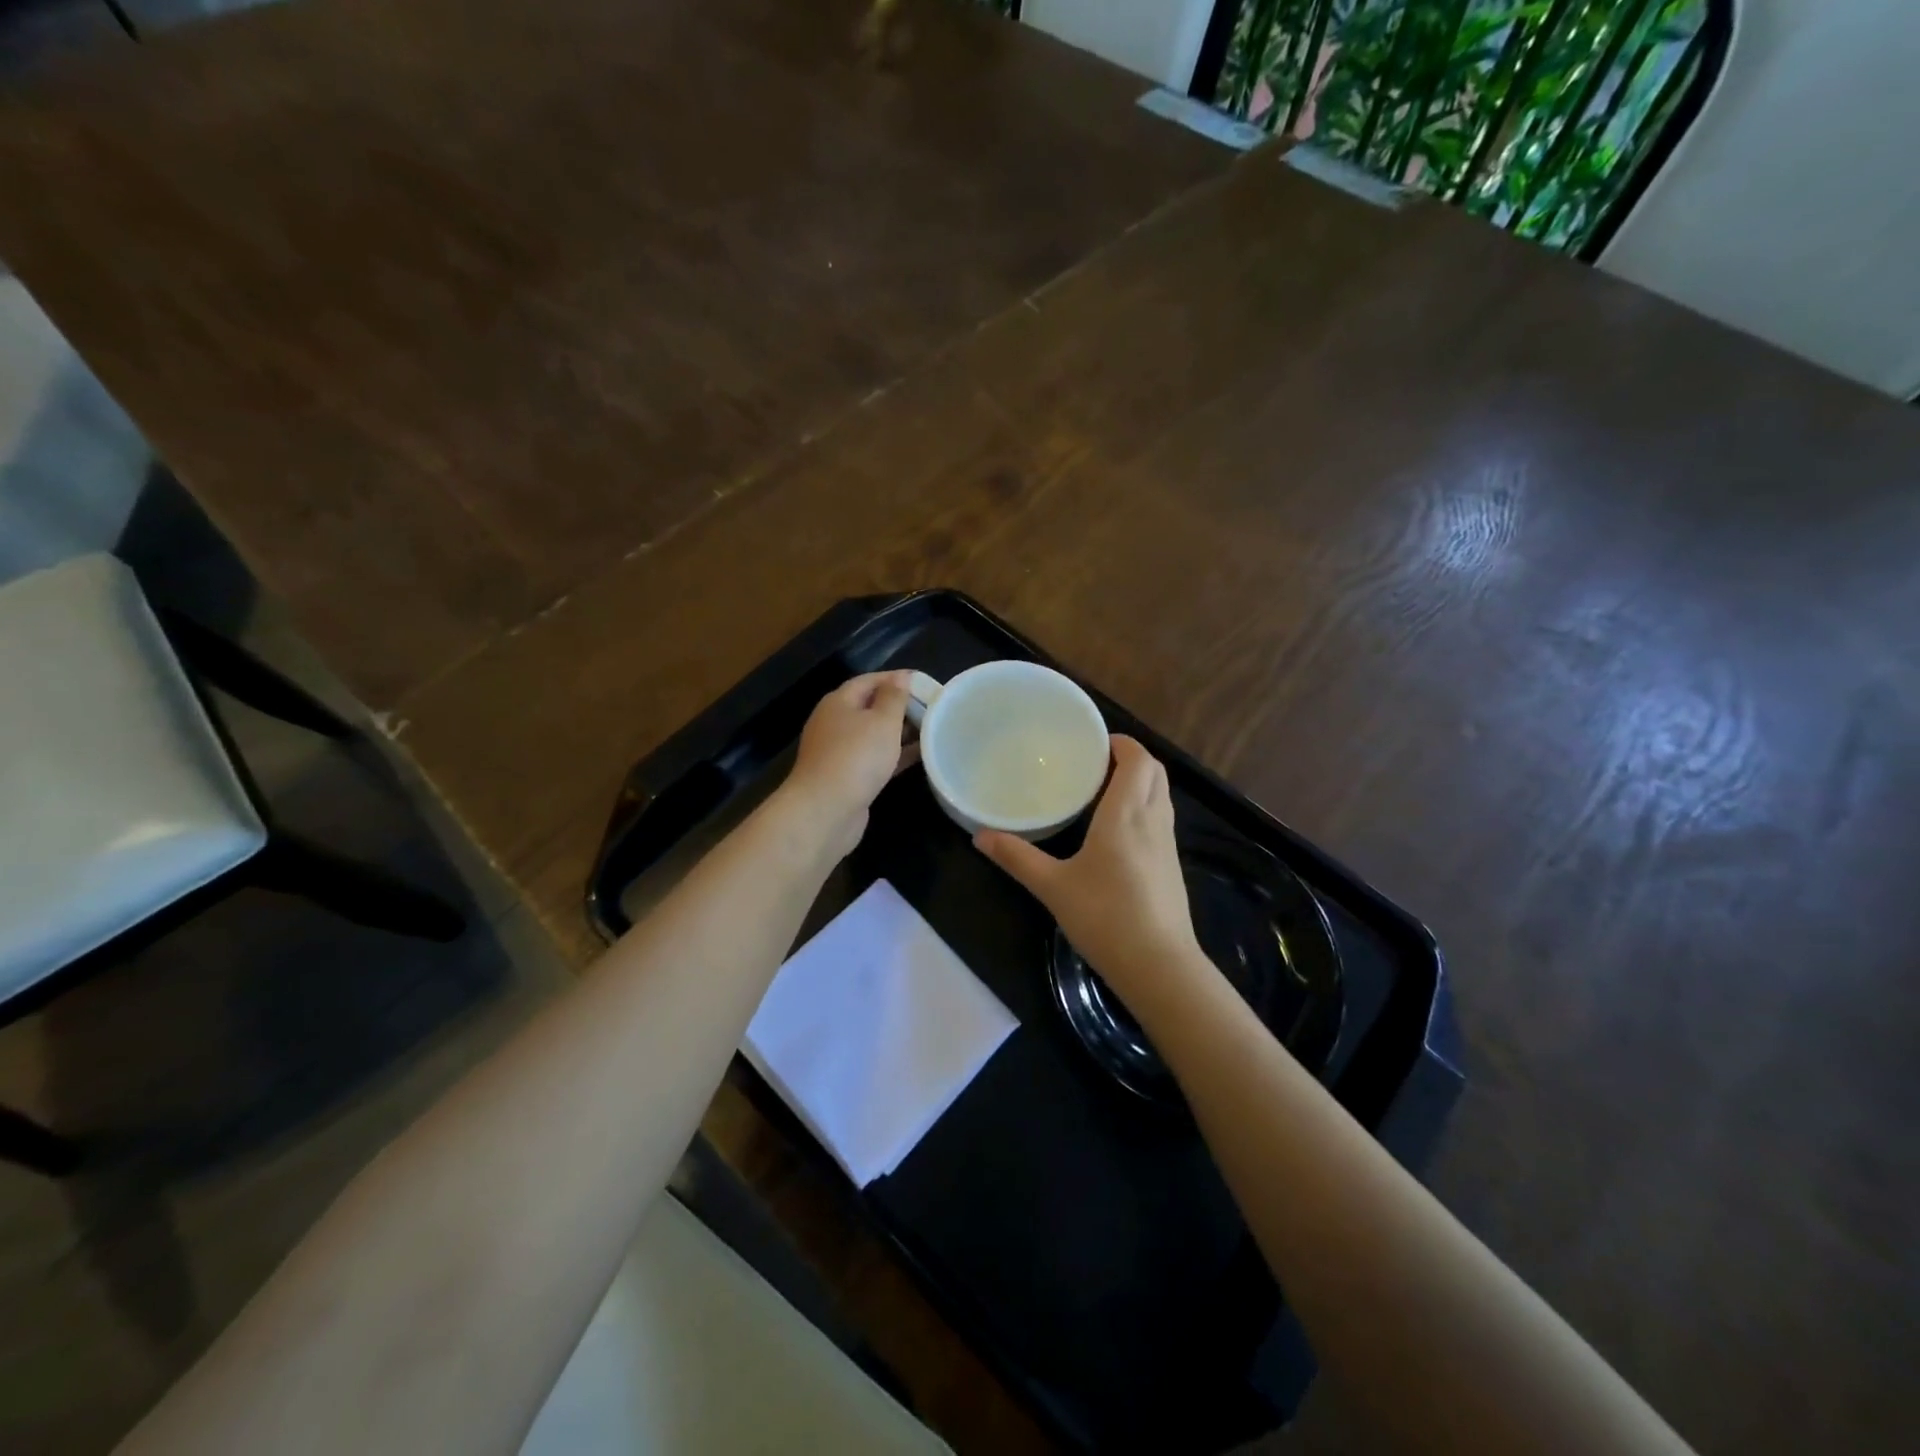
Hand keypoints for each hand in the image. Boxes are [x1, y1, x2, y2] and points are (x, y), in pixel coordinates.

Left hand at [783, 671, 916, 856]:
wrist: (826, 810)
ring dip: (900, 732)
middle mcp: (834, 723)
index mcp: (839, 702)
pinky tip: (919, 757)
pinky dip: (894, 755)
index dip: (896, 679)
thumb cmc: (856, 757)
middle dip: (900, 707)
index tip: (925, 683)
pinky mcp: (846, 777)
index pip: (869, 680)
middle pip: (870, 707)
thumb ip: (894, 697)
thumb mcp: (882, 721)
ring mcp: (838, 752)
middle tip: (932, 709)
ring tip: (930, 731)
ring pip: (873, 735)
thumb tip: (901, 677)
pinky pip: (874, 758)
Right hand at [974, 736, 1207, 1014]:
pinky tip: (1118, 829)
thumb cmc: (1105, 917)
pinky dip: (1144, 805)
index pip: (1137, 760)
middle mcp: (1152, 820)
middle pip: (1155, 771)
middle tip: (1096, 761)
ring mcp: (1167, 843)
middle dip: (1131, 757)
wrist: (1159, 966)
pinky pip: (1161, 817)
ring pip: (1161, 794)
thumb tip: (979, 836)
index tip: (1095, 741)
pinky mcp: (1172, 865)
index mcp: (1125, 814)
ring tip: (1103, 788)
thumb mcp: (1053, 887)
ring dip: (1140, 781)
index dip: (1122, 743)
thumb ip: (1017, 858)